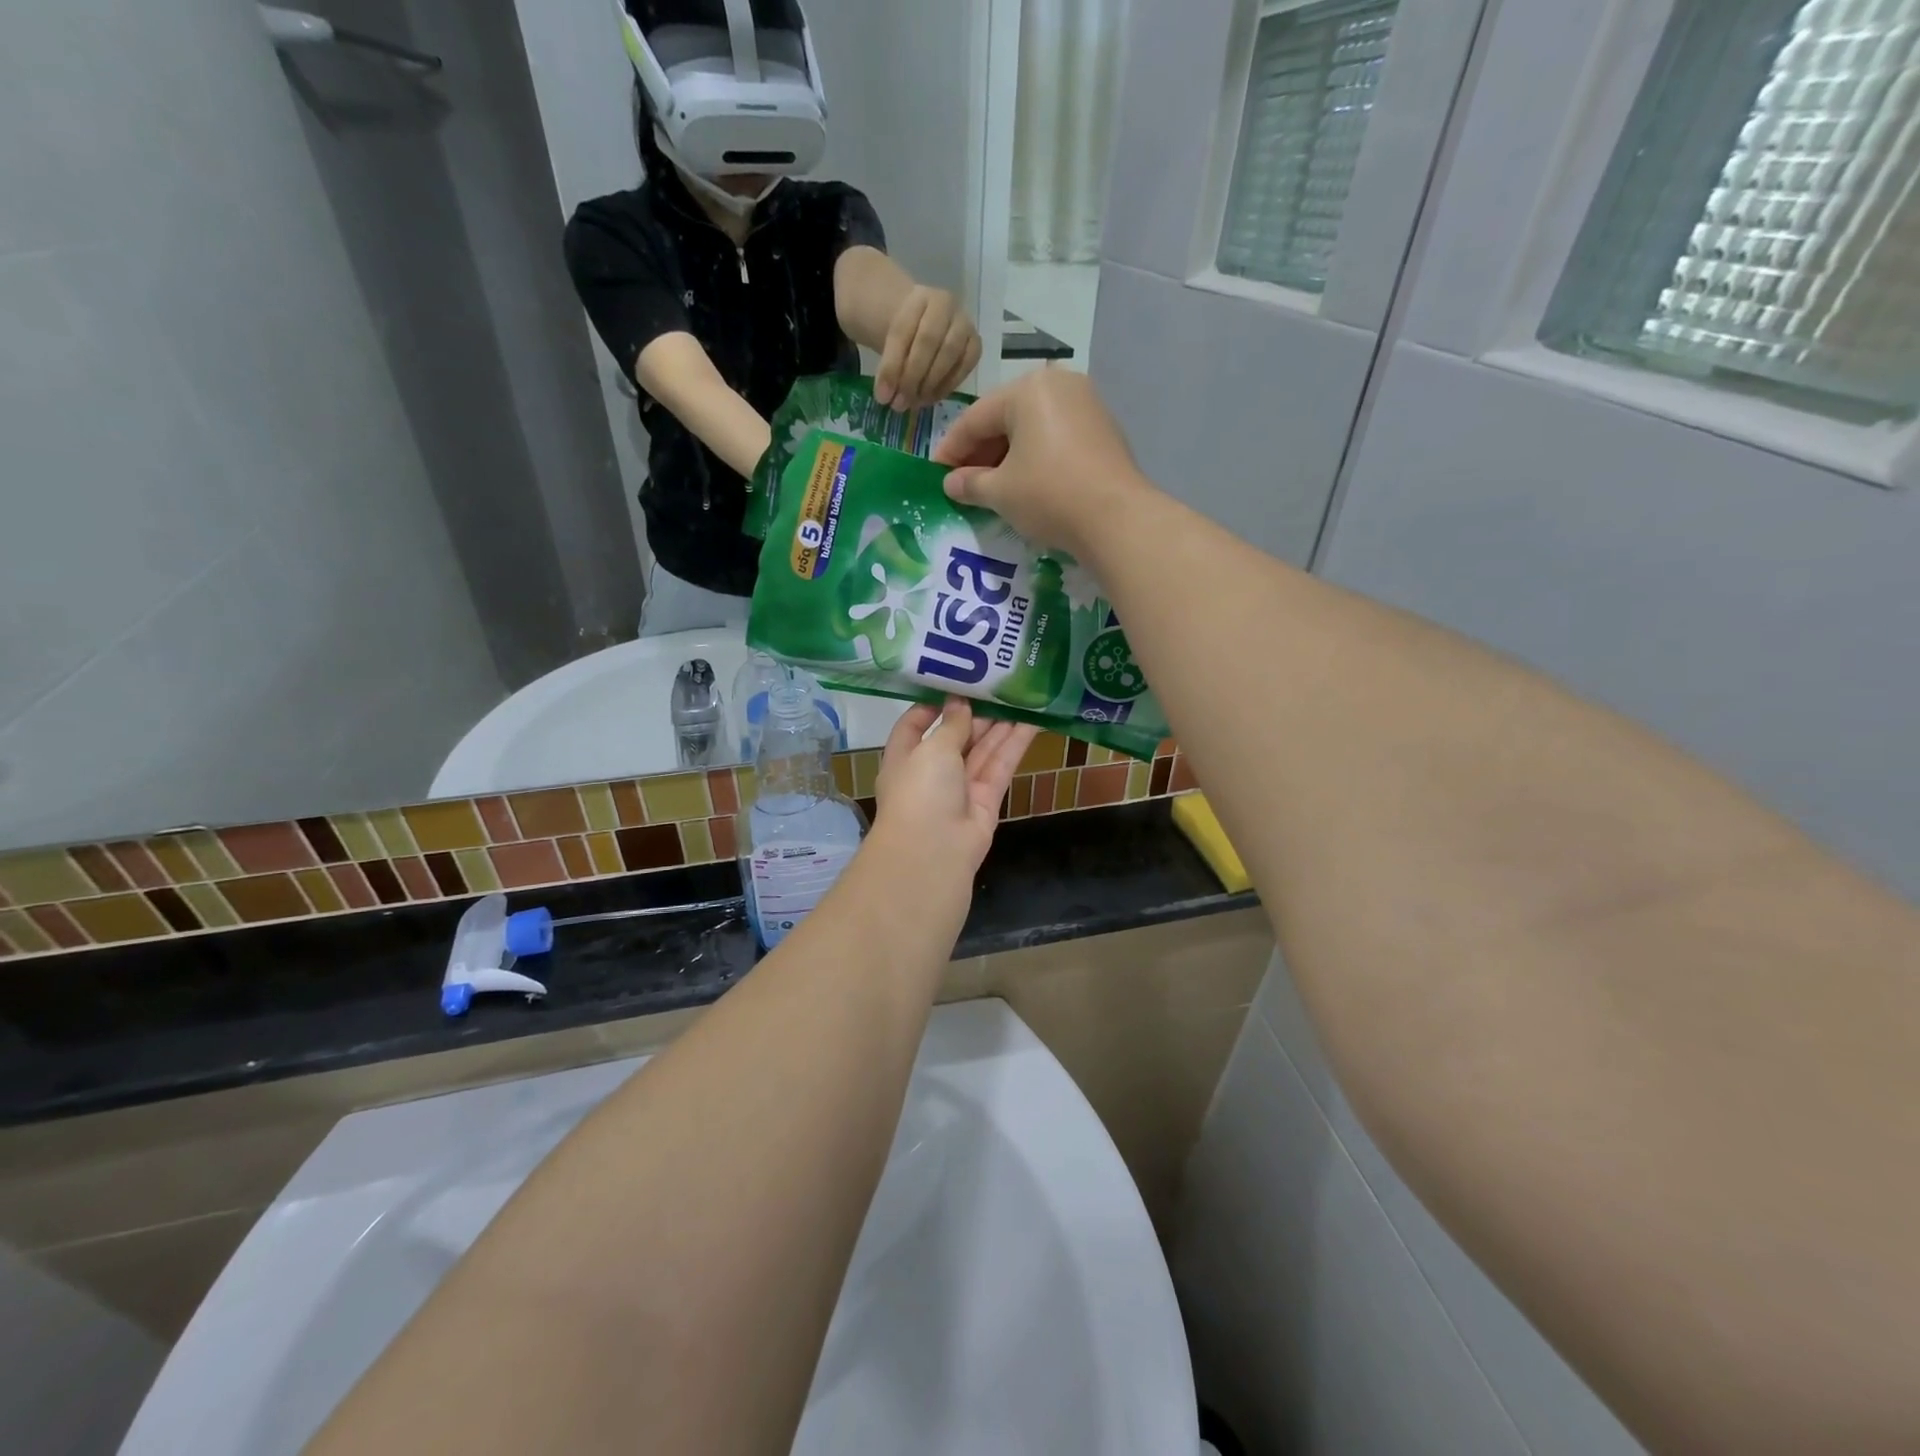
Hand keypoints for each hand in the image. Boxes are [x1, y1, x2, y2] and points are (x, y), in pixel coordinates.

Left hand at [872, 699, 1036, 875]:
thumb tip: (959, 702)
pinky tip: (1032, 721)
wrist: (934, 852)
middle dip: (975, 711)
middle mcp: (931, 771)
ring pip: (982, 749)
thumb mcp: (932, 748)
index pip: (914, 724)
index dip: (932, 704)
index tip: (955, 681)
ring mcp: (960, 787)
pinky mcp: (986, 799)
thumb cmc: (920, 791)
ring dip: (1000, 724)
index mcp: (904, 757)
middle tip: (1000, 682)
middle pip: (955, 735)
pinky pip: (1000, 766)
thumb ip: (951, 724)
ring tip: (1022, 694)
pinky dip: (1015, 744)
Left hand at [874, 287, 981, 409]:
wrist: (925, 322)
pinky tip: (930, 398)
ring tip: (914, 403)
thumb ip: (888, 364)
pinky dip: (946, 386)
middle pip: (927, 342)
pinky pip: (963, 368)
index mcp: (918, 297)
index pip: (902, 332)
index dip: (891, 366)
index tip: (881, 396)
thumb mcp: (890, 340)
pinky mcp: (975, 345)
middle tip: (899, 404)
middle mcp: (945, 305)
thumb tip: (886, 397)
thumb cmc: (906, 333)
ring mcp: (964, 324)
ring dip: (929, 385)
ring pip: (948, 355)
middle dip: (911, 377)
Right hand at [931, 368, 1149, 558]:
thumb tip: (951, 484)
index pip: (976, 419)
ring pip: (1032, 429)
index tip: (936, 473)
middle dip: (981, 452)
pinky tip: (1025, 483)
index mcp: (1028, 389)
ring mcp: (1086, 405)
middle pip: (1006, 419)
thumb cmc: (1049, 495)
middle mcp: (1058, 386)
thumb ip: (970, 484)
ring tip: (991, 487)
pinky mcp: (1103, 430)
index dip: (951, 449)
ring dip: (1007, 456)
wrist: (1116, 518)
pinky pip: (1056, 438)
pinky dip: (1035, 458)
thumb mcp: (1000, 492)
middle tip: (962, 482)